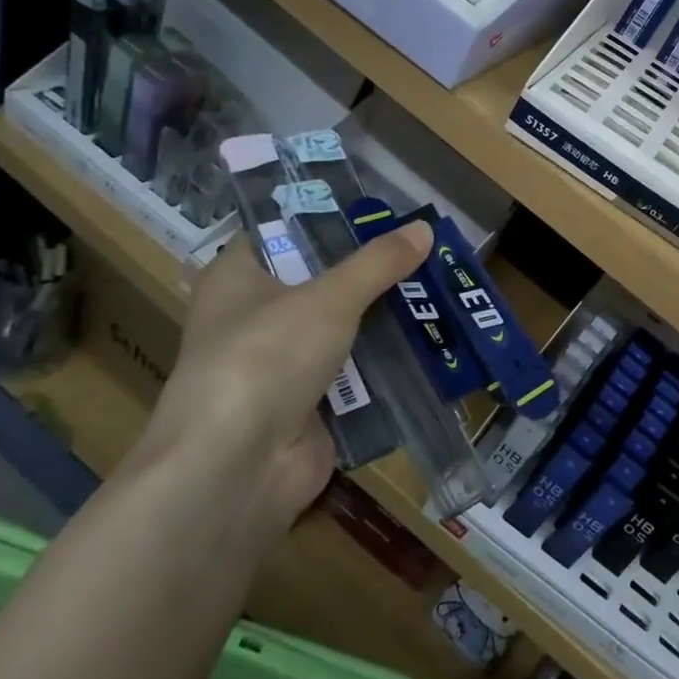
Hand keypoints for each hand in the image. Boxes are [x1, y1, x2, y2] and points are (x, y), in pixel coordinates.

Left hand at [133, 220, 432, 530]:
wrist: (237, 468)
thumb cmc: (267, 357)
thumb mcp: (329, 298)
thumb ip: (378, 263)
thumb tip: (425, 227)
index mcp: (238, 277)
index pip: (284, 232)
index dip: (330, 218)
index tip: (383, 210)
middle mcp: (255, 317)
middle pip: (323, 281)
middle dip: (373, 270)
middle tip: (426, 250)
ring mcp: (283, 365)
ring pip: (344, 328)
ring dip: (387, 316)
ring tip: (441, 290)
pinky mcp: (310, 405)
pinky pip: (357, 373)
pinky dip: (388, 362)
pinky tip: (433, 342)